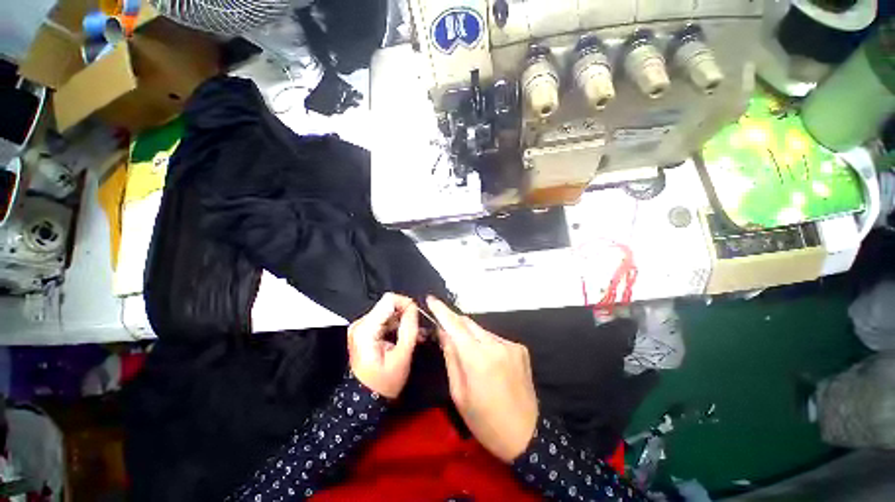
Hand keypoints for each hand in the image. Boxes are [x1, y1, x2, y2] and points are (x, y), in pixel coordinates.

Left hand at [348, 293, 418, 398]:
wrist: (365, 402)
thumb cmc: (383, 384)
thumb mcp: (402, 356)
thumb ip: (409, 328)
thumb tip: (414, 308)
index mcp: (366, 329)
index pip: (389, 299)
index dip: (406, 304)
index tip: (417, 316)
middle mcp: (361, 324)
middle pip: (389, 305)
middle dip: (406, 315)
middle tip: (418, 330)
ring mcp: (362, 328)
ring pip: (389, 313)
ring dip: (403, 322)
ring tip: (415, 336)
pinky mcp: (366, 332)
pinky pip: (385, 321)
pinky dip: (397, 327)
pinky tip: (406, 338)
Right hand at [427, 296, 537, 462]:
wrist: (526, 436)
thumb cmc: (485, 421)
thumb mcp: (459, 394)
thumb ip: (451, 357)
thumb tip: (443, 333)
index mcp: (478, 358)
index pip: (455, 326)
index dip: (442, 311)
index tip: (431, 299)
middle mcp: (496, 345)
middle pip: (469, 324)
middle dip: (455, 323)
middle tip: (444, 329)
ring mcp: (511, 345)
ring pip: (482, 331)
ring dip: (471, 336)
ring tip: (467, 354)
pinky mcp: (520, 349)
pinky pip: (495, 339)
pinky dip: (486, 343)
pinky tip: (487, 361)